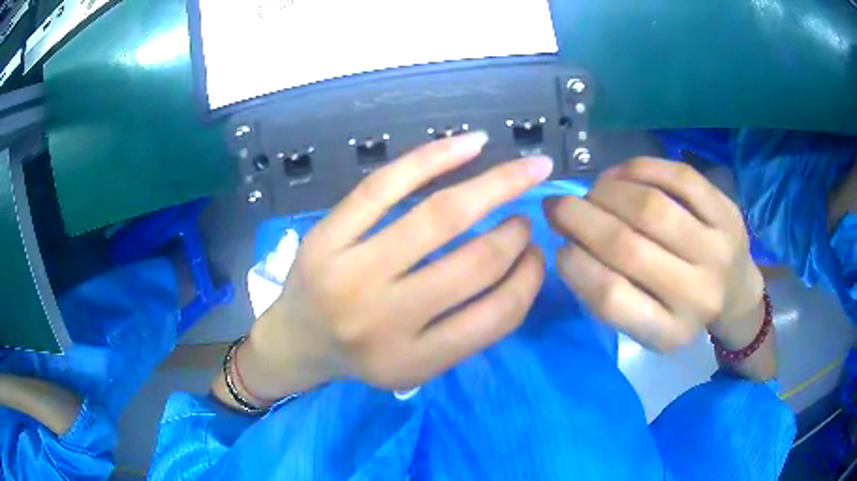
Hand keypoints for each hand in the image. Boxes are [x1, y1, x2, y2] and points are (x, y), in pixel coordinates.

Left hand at [240, 133, 552, 399]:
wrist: (296, 341)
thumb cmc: (362, 355)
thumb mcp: (418, 365)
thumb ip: (469, 328)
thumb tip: (520, 262)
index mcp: (415, 359)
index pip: (496, 316)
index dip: (529, 279)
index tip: (535, 256)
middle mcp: (385, 319)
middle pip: (474, 263)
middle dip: (514, 235)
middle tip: (523, 221)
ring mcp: (352, 272)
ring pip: (439, 216)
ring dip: (494, 188)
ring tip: (517, 175)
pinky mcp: (328, 234)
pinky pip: (386, 185)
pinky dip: (434, 157)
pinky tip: (470, 143)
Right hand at [544, 158, 763, 351]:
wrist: (737, 294)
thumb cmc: (683, 311)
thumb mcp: (646, 325)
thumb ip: (609, 295)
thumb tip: (570, 241)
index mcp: (669, 332)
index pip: (612, 299)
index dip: (576, 266)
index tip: (560, 248)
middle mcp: (697, 295)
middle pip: (628, 248)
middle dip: (580, 219)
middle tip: (558, 207)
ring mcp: (717, 249)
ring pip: (651, 207)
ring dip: (607, 192)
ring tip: (592, 192)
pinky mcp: (727, 211)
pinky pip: (679, 178)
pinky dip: (640, 169)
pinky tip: (622, 174)